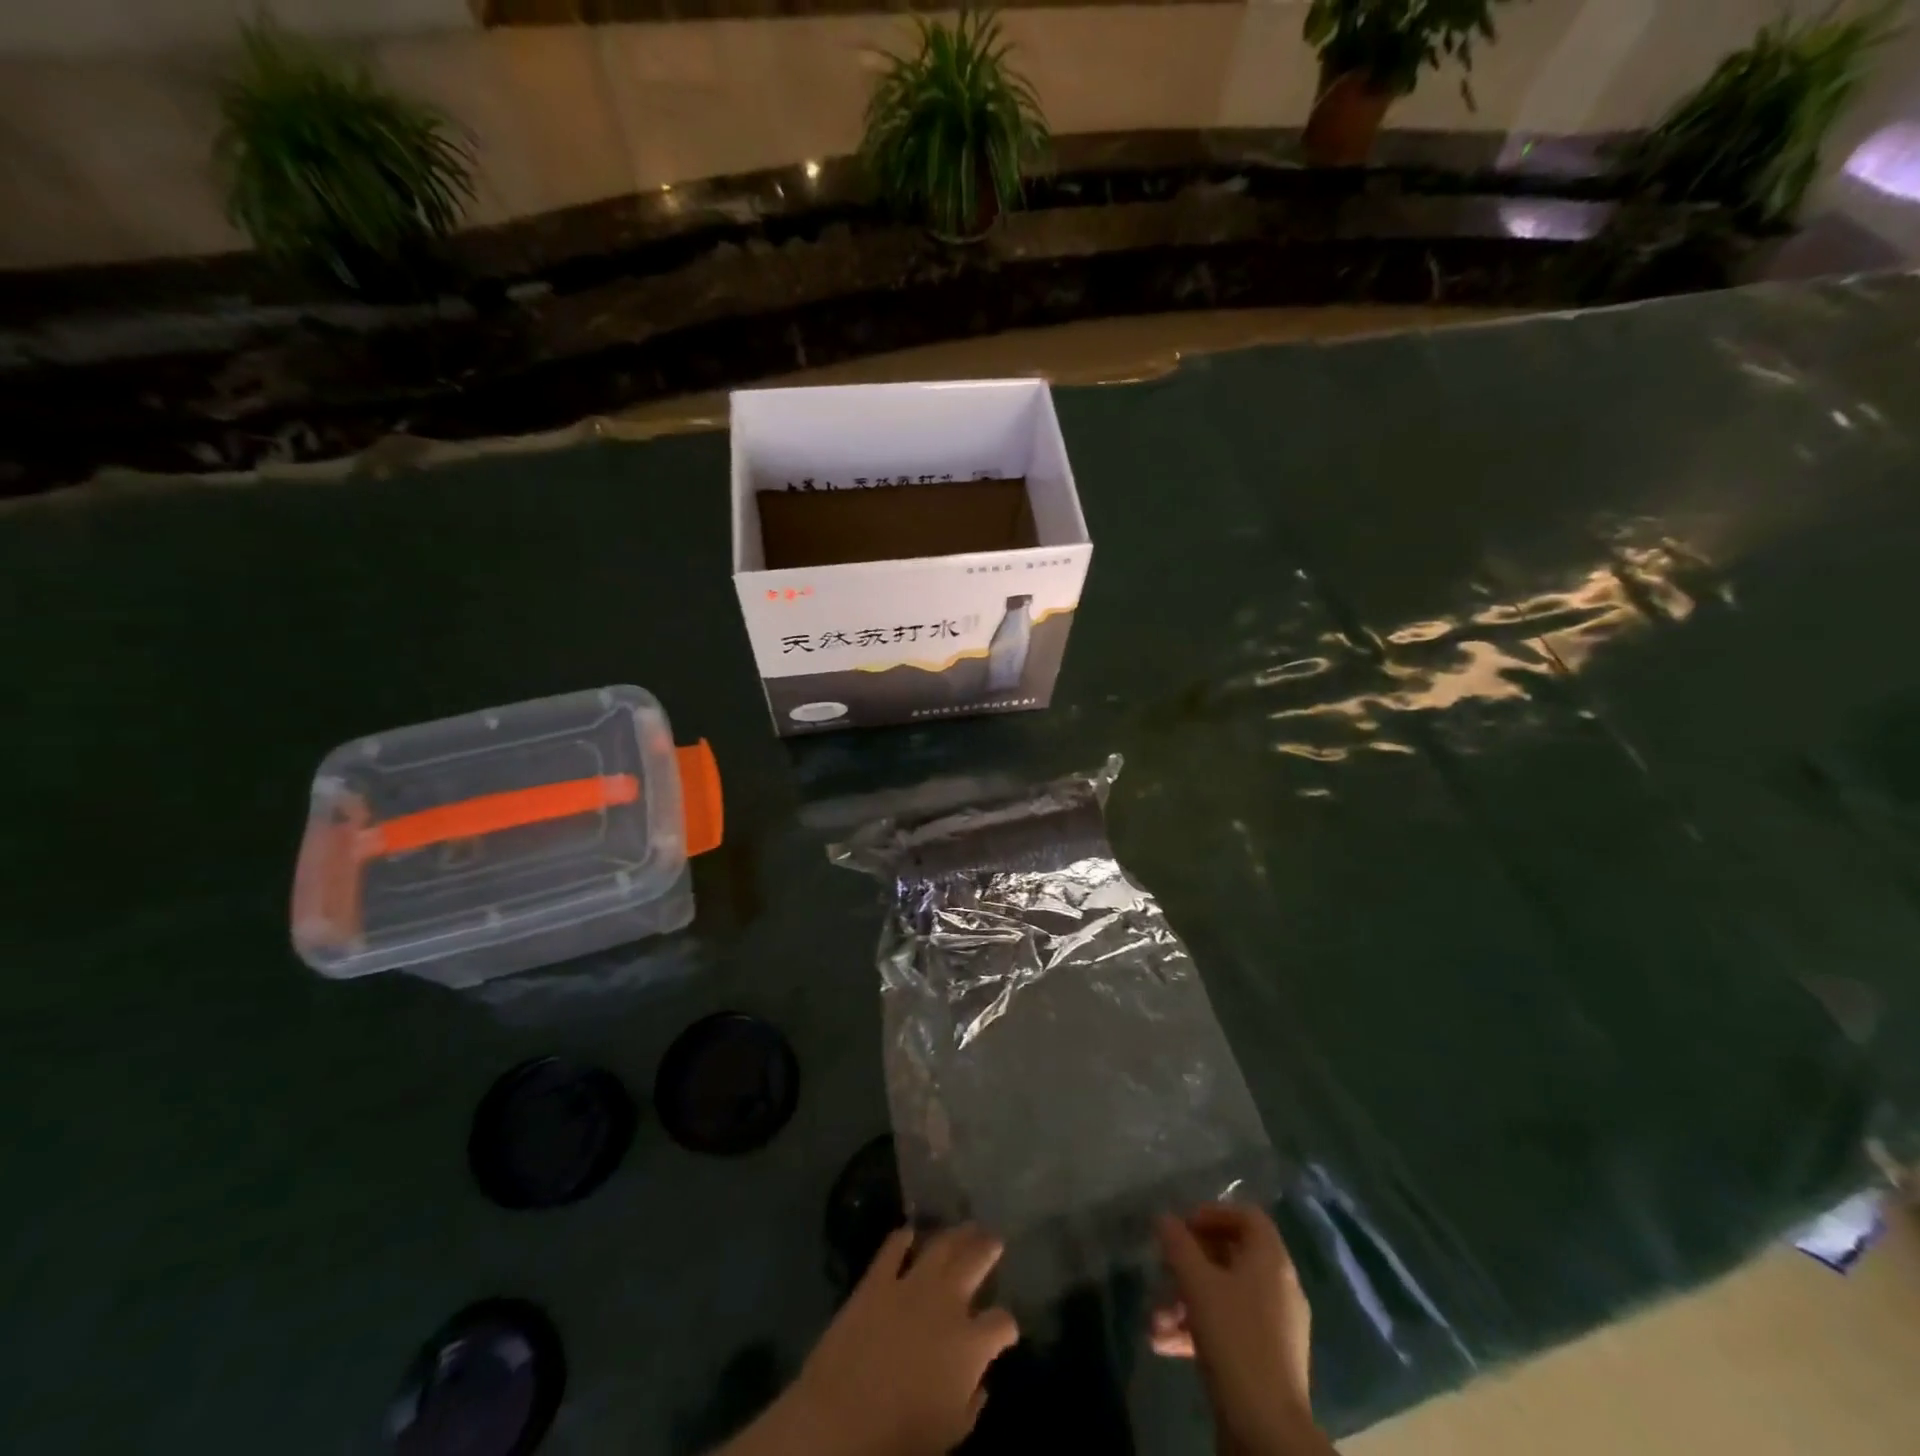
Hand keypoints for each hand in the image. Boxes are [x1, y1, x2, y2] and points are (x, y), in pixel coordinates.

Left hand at [769, 1225, 1018, 1455]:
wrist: (842, 1419)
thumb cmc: (901, 1438)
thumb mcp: (950, 1433)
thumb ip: (971, 1404)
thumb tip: (979, 1384)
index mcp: (970, 1343)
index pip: (1001, 1323)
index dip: (1007, 1326)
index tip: (1006, 1331)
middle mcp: (947, 1302)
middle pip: (976, 1261)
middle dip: (988, 1248)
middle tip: (994, 1239)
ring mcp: (911, 1284)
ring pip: (941, 1245)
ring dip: (956, 1234)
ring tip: (965, 1227)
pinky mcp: (877, 1279)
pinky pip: (893, 1247)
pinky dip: (903, 1238)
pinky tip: (909, 1234)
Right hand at [1152, 1204, 1328, 1455]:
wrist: (1267, 1428)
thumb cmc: (1234, 1339)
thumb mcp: (1197, 1283)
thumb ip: (1178, 1245)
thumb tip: (1164, 1218)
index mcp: (1272, 1261)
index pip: (1248, 1217)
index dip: (1213, 1213)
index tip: (1183, 1226)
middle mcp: (1280, 1287)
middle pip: (1232, 1257)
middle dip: (1191, 1263)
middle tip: (1164, 1269)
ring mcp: (1276, 1327)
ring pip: (1226, 1296)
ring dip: (1187, 1301)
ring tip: (1155, 1319)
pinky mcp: (1267, 1360)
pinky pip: (1231, 1328)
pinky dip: (1200, 1329)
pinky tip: (1165, 1343)